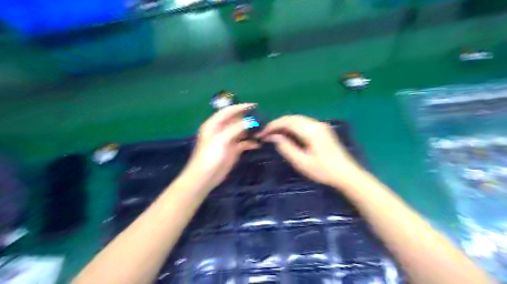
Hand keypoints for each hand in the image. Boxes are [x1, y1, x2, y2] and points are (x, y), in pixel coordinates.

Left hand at [182, 104, 258, 192]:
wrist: (205, 177)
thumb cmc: (210, 156)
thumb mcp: (222, 139)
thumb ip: (236, 128)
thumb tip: (251, 120)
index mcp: (214, 124)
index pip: (228, 111)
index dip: (240, 107)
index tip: (254, 105)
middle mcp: (221, 130)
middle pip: (236, 120)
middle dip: (248, 119)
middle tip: (262, 118)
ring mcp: (228, 140)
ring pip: (241, 131)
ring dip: (251, 130)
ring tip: (262, 129)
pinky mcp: (233, 150)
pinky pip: (243, 143)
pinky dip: (250, 143)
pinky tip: (258, 144)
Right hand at [259, 115, 362, 187]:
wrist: (346, 174)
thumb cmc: (323, 171)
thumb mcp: (301, 162)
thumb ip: (286, 147)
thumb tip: (273, 137)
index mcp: (311, 130)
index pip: (287, 121)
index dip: (272, 126)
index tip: (262, 134)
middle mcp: (316, 123)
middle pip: (292, 118)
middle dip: (277, 124)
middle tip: (266, 135)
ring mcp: (321, 125)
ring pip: (297, 120)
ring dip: (284, 125)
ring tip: (274, 136)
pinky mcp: (323, 129)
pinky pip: (303, 123)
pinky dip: (292, 127)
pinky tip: (288, 136)